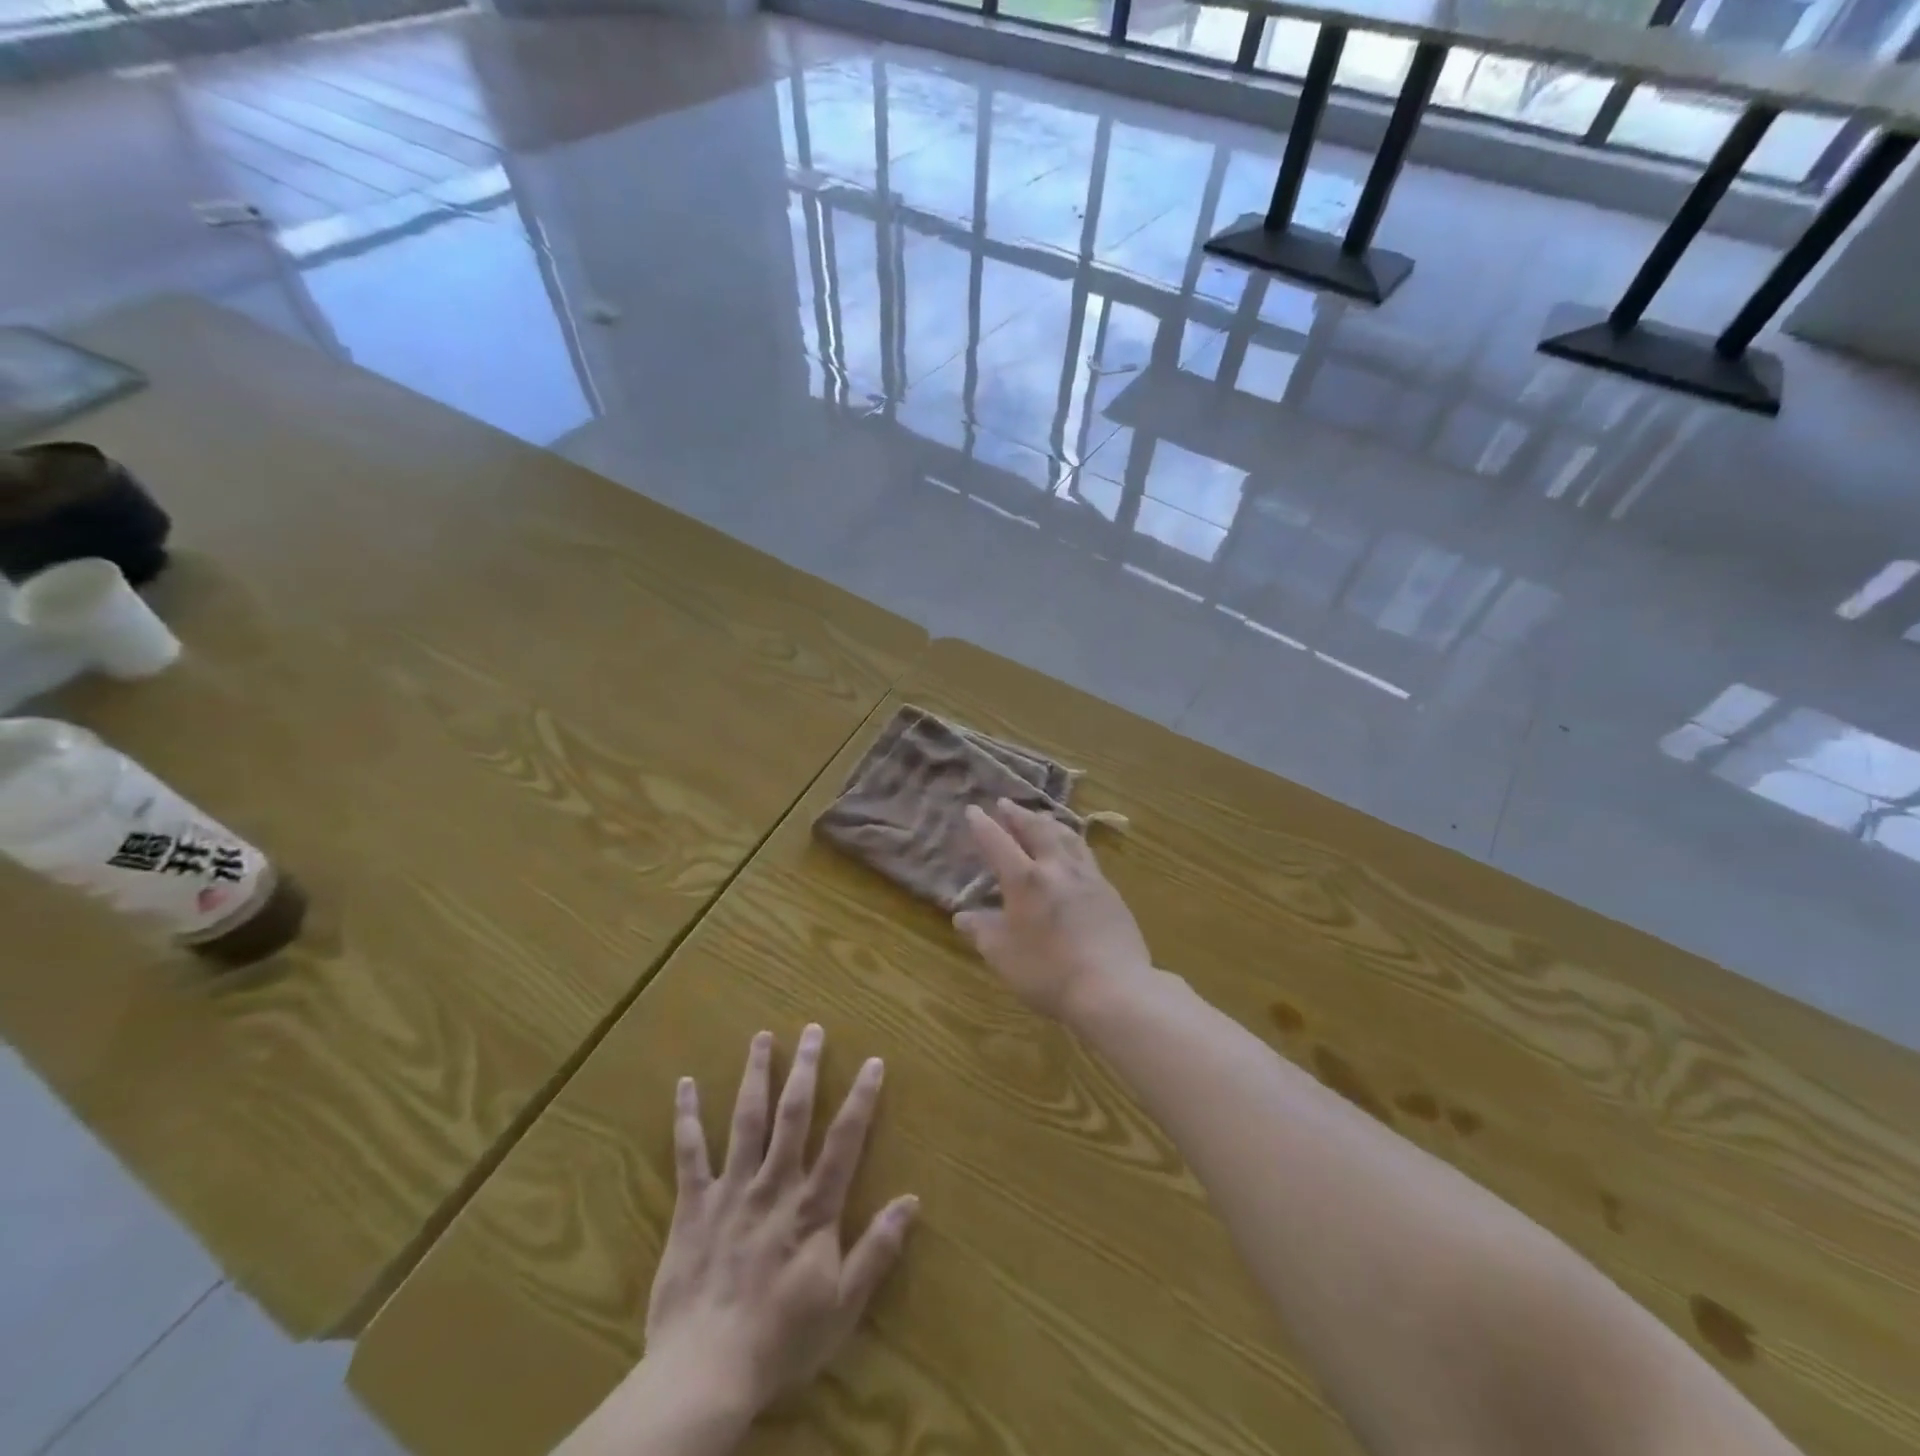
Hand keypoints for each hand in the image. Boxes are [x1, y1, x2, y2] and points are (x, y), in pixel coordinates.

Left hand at [644, 1026, 917, 1421]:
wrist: (705, 1373)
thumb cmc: (781, 1341)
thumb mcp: (843, 1305)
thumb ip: (877, 1251)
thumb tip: (912, 1201)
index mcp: (812, 1207)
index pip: (844, 1140)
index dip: (861, 1098)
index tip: (873, 1061)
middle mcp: (774, 1185)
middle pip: (793, 1114)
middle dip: (806, 1068)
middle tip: (813, 1029)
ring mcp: (731, 1190)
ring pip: (746, 1120)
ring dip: (755, 1075)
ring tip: (762, 1037)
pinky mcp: (693, 1206)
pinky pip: (689, 1154)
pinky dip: (687, 1117)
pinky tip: (685, 1084)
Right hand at [953, 799, 1154, 1019]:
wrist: (1113, 988)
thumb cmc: (1048, 972)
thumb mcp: (1002, 955)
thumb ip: (981, 931)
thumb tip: (962, 916)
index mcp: (1025, 880)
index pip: (998, 843)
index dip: (983, 826)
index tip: (972, 810)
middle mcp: (1056, 868)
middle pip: (1036, 829)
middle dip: (1018, 814)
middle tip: (1007, 804)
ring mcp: (1088, 877)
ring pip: (1067, 836)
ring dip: (1049, 823)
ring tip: (1042, 818)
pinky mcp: (1110, 891)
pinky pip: (1086, 854)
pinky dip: (1072, 842)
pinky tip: (1074, 852)